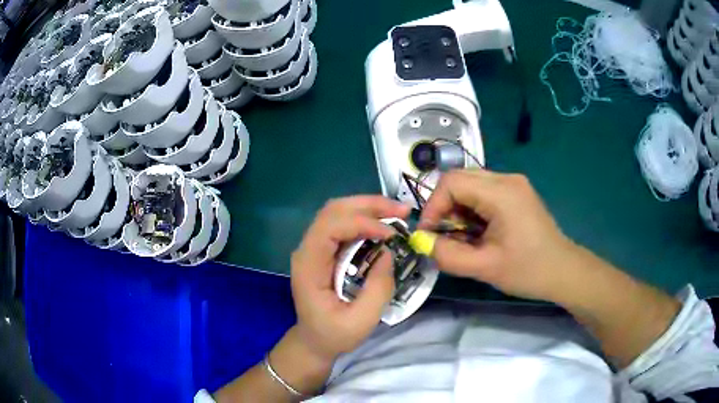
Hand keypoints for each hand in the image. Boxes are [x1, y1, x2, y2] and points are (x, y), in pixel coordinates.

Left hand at [291, 196, 409, 361]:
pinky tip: (384, 224)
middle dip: (369, 205)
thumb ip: (377, 288)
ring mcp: (314, 248)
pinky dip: (365, 218)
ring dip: (369, 208)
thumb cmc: (334, 334)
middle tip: (402, 211)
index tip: (390, 235)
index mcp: (309, 266)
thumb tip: (387, 252)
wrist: (314, 340)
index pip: (329, 228)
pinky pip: (343, 224)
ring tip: (398, 213)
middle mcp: (307, 249)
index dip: (361, 223)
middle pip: (333, 210)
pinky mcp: (324, 250)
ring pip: (338, 212)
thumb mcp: (361, 321)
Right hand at [420, 169, 576, 301]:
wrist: (563, 271)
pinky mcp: (516, 192)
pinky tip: (478, 232)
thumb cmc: (528, 270)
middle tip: (444, 236)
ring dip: (458, 209)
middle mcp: (507, 179)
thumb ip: (448, 255)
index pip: (451, 182)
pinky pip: (483, 192)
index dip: (433, 206)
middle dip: (444, 207)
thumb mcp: (484, 267)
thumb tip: (422, 242)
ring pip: (470, 185)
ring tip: (463, 237)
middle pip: (459, 179)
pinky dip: (472, 210)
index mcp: (501, 192)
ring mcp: (514, 184)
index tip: (429, 234)